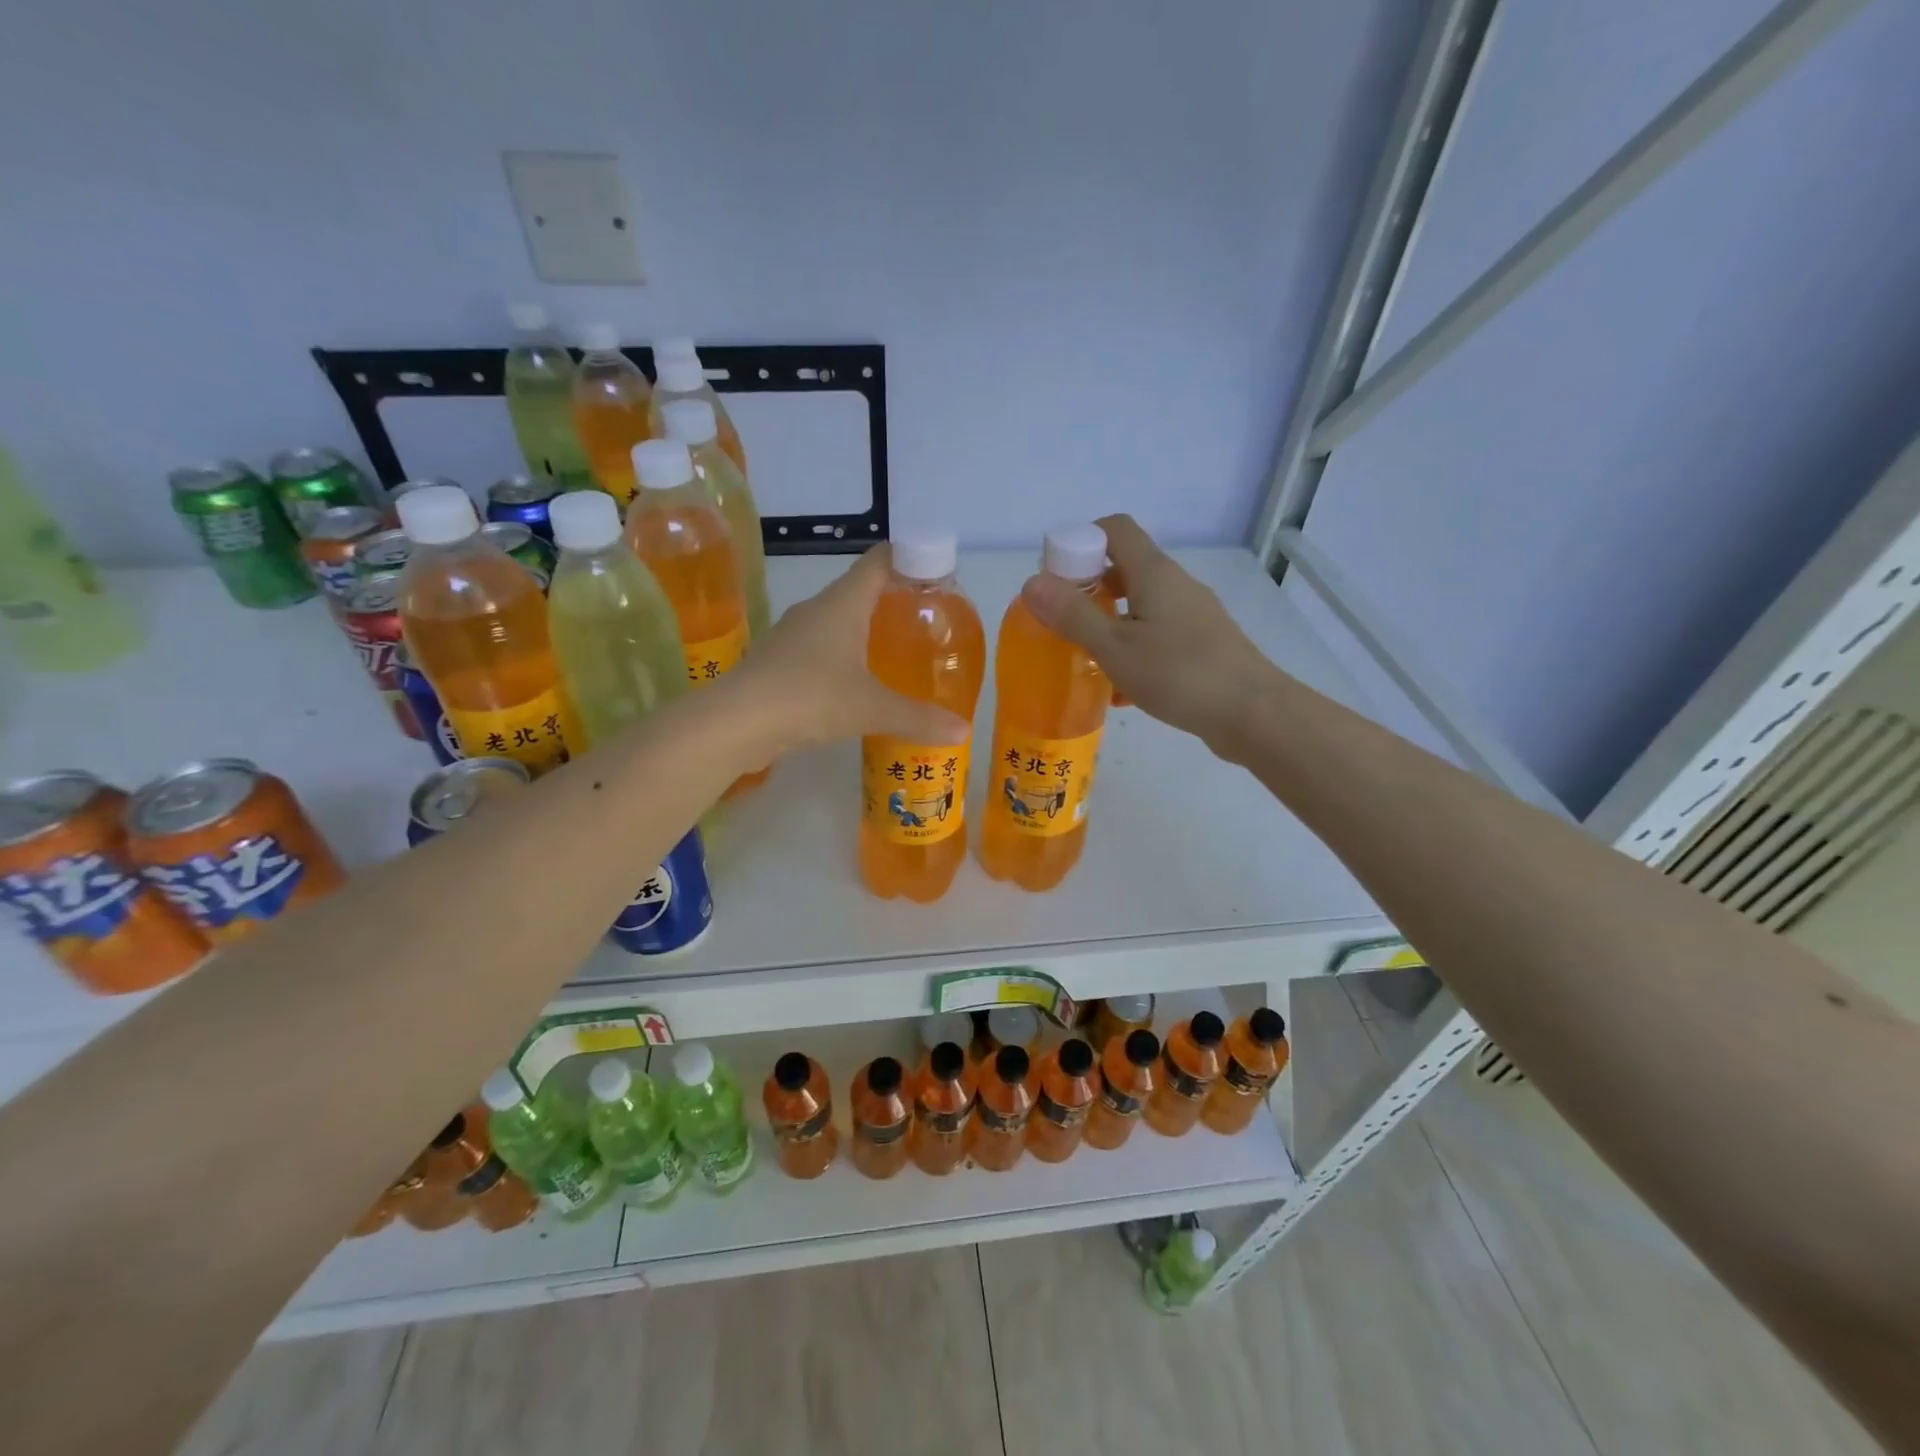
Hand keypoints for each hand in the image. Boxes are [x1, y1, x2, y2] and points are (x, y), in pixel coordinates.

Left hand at [730, 546, 969, 753]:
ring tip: (896, 652)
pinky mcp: (779, 662)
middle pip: (859, 590)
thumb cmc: (809, 697)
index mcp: (842, 604)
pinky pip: (819, 649)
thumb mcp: (871, 709)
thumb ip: (918, 718)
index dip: (909, 558)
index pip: (879, 561)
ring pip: (837, 622)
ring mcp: (793, 636)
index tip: (936, 570)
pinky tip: (855, 684)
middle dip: (892, 599)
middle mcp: (817, 610)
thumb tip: (963, 731)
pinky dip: (842, 657)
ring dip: (864, 631)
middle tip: (925, 619)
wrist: (735, 723)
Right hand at [1021, 514, 1278, 758]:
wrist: (1252, 713)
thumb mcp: (1115, 647)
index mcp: (1155, 573)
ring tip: (1084, 656)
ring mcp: (1192, 615)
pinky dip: (1132, 649)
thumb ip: (1073, 615)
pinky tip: (1119, 690)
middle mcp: (1175, 585)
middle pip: (1125, 567)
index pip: (1115, 529)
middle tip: (1062, 621)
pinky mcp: (1201, 644)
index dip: (1080, 540)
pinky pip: (1156, 634)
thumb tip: (1032, 581)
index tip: (1056, 576)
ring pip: (1140, 606)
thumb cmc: (1180, 674)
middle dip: (1088, 589)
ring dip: (1108, 623)